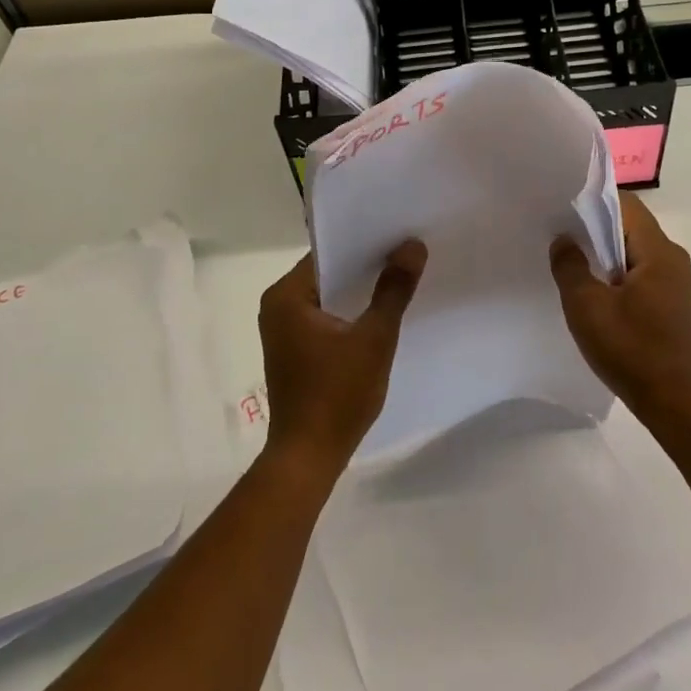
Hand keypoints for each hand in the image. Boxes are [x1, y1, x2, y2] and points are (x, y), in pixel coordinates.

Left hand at [258, 241, 426, 475]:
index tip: (398, 234)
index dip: (364, 243)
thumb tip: (413, 246)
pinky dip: (350, 312)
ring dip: (360, 290)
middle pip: (328, 273)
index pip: (328, 253)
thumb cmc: (337, 394)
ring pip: (329, 296)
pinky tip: (381, 311)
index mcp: (286, 296)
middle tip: (408, 251)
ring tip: (402, 275)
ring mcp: (284, 330)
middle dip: (366, 265)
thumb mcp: (374, 338)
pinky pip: (326, 317)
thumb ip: (393, 290)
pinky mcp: (295, 350)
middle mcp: (278, 306)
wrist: (309, 457)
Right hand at [550, 194, 690, 429]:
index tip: (563, 208)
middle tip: (560, 237)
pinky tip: (596, 294)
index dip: (593, 201)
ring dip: (605, 255)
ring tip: (572, 265)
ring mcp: (677, 284)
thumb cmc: (631, 350)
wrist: (676, 404)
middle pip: (630, 227)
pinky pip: (642, 275)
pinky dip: (617, 276)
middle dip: (595, 229)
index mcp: (659, 251)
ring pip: (635, 253)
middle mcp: (674, 259)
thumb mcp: (587, 307)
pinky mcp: (674, 305)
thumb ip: (570, 267)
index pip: (626, 205)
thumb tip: (563, 240)